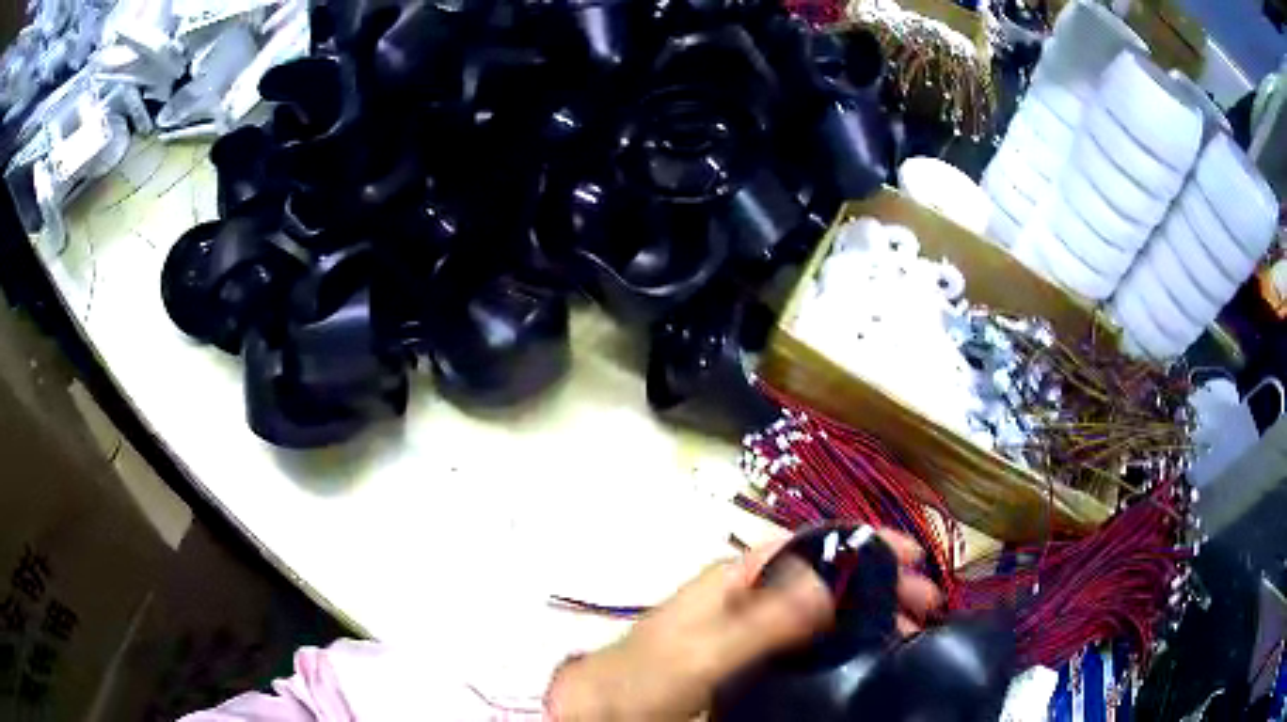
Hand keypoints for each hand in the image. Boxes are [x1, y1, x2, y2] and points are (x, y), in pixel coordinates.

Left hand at [547, 528, 942, 720]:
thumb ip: (765, 619)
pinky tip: (868, 653)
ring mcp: (752, 627)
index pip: (816, 544)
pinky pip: (811, 640)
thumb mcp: (705, 651)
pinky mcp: (753, 658)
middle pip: (828, 575)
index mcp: (739, 577)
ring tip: (909, 631)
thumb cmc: (647, 678)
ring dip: (869, 612)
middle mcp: (751, 594)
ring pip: (825, 607)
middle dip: (880, 582)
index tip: (915, 558)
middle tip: (926, 605)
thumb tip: (835, 580)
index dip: (867, 544)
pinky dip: (845, 640)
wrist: (604, 711)